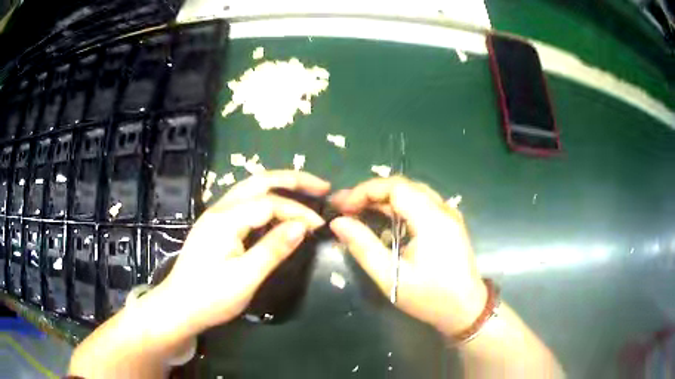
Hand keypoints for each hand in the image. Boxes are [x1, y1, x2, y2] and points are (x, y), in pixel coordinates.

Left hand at [156, 171, 330, 335]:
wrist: (178, 307)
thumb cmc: (210, 297)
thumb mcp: (245, 278)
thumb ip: (273, 249)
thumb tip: (303, 226)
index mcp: (226, 219)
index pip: (270, 203)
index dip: (298, 211)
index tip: (321, 226)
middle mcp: (220, 209)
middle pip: (259, 181)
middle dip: (292, 179)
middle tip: (322, 186)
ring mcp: (216, 216)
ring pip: (251, 189)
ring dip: (280, 186)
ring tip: (306, 191)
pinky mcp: (216, 226)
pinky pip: (245, 203)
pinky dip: (267, 200)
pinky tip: (279, 210)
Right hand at [330, 177, 486, 338]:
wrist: (466, 309)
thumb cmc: (430, 297)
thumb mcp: (391, 277)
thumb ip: (363, 247)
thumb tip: (338, 223)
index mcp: (431, 219)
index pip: (395, 187)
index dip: (365, 191)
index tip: (343, 207)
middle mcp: (443, 209)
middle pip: (403, 186)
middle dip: (371, 193)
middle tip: (346, 207)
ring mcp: (449, 215)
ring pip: (412, 193)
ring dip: (384, 199)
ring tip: (359, 211)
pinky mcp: (449, 223)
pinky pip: (421, 203)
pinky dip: (399, 207)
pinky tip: (385, 221)